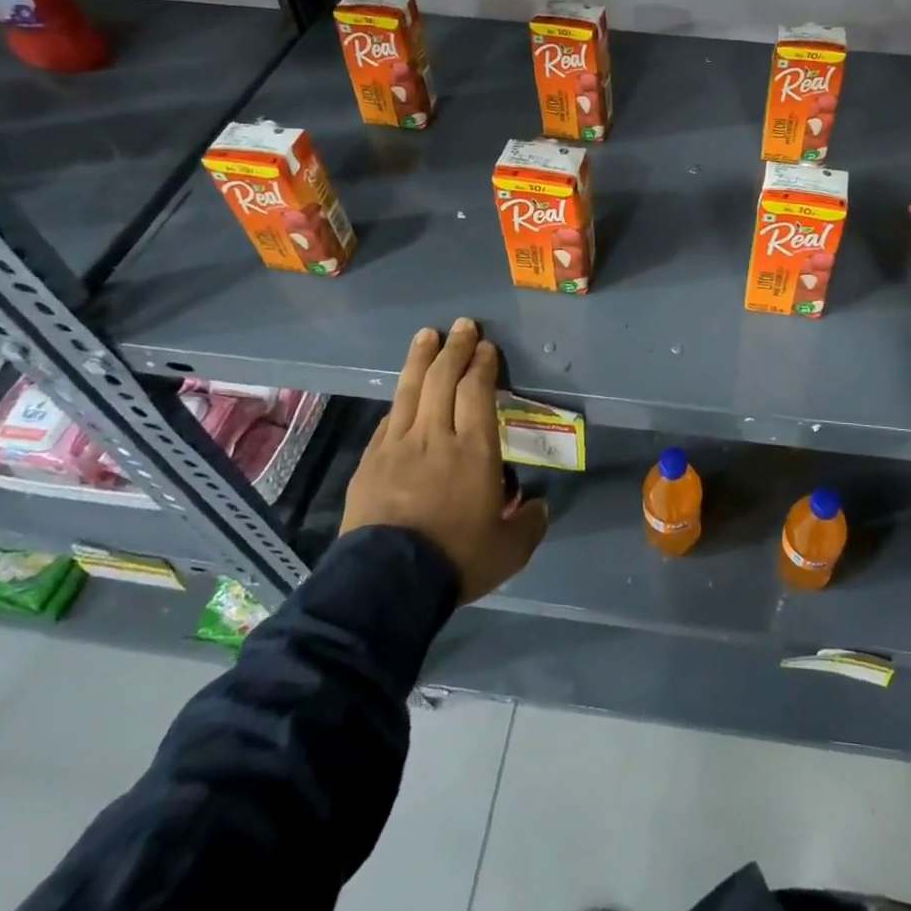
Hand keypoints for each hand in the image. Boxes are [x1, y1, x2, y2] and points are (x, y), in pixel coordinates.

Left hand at [342, 318, 548, 603]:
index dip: (482, 364)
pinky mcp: (370, 461)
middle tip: (462, 326)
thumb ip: (529, 525)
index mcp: (474, 449)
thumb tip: (540, 507)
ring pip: (410, 390)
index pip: (477, 390)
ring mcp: (398, 445)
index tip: (486, 347)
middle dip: (455, 348)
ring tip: (426, 335)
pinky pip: (388, 419)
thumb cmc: (455, 559)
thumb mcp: (508, 550)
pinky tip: (402, 392)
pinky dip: (399, 399)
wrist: (386, 584)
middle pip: (443, 379)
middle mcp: (436, 436)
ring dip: (421, 359)